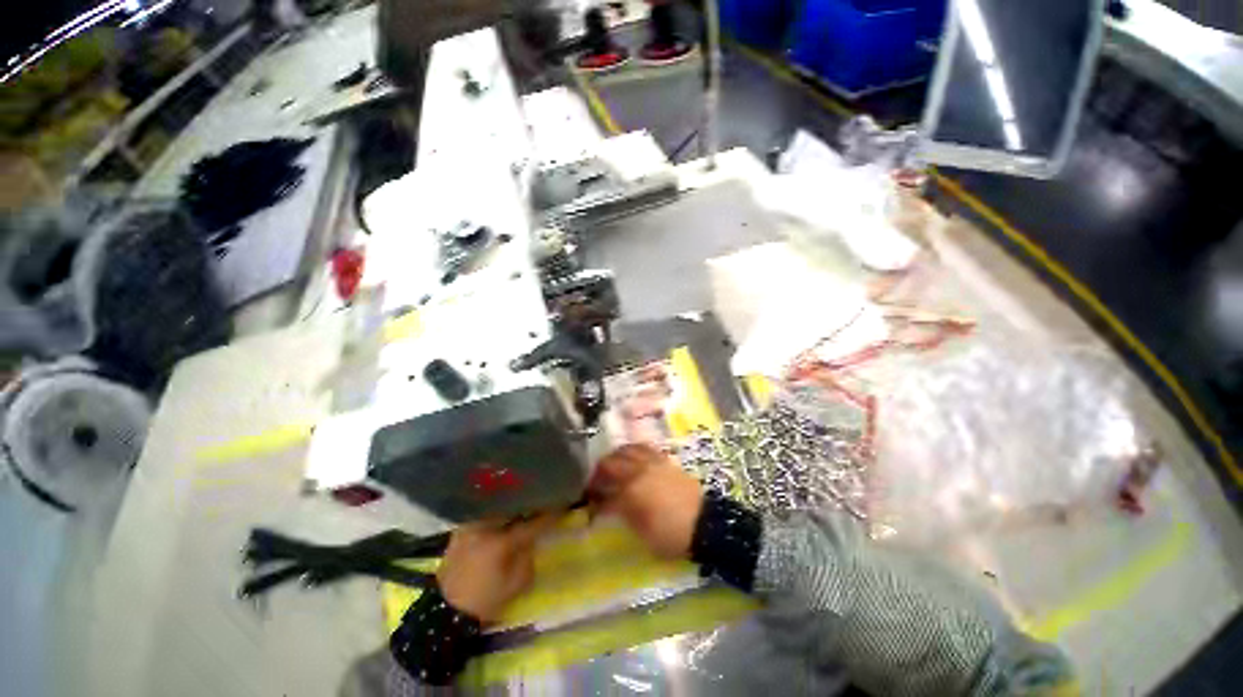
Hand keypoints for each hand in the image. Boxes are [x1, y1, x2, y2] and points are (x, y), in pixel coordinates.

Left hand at [436, 514, 559, 623]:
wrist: (445, 612)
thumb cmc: (485, 601)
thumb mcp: (516, 584)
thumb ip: (528, 556)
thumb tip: (531, 539)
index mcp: (501, 543)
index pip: (532, 524)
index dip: (550, 515)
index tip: (562, 506)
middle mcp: (485, 527)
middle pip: (514, 508)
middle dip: (529, 506)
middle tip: (542, 504)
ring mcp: (470, 526)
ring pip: (498, 508)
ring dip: (512, 507)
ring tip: (523, 507)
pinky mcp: (460, 529)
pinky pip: (484, 514)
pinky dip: (496, 513)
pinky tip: (503, 517)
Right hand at [588, 444, 703, 558]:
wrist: (705, 523)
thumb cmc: (672, 535)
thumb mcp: (642, 533)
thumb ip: (623, 514)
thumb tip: (608, 506)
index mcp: (630, 492)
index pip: (603, 491)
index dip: (593, 498)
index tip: (589, 504)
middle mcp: (637, 472)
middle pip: (609, 463)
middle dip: (598, 473)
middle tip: (596, 483)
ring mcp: (651, 463)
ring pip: (625, 450)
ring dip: (614, 457)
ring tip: (612, 467)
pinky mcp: (664, 460)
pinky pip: (644, 448)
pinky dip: (633, 451)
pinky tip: (632, 458)